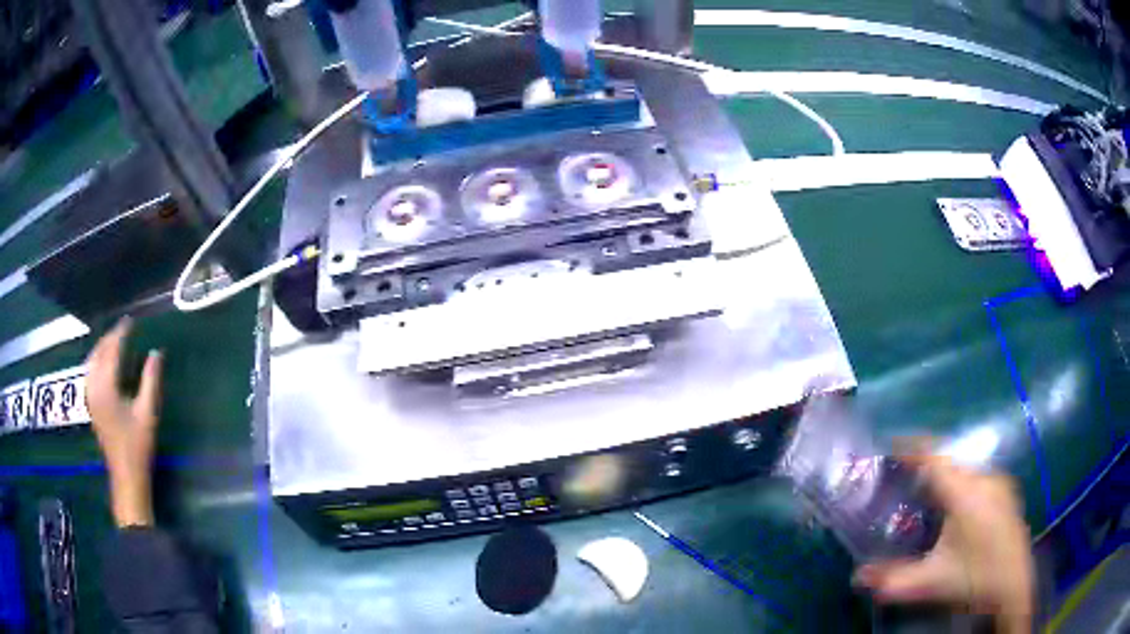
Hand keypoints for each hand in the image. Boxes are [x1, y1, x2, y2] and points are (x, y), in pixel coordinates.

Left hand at [86, 318, 162, 527]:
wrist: (126, 475)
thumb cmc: (138, 445)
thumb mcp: (148, 412)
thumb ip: (151, 380)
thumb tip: (156, 353)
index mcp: (106, 386)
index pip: (112, 349)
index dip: (121, 333)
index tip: (131, 320)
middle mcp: (94, 386)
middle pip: (99, 352)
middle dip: (110, 337)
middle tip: (125, 327)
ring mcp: (90, 395)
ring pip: (92, 360)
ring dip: (102, 346)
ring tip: (115, 339)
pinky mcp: (91, 403)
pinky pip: (90, 371)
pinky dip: (97, 359)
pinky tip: (104, 361)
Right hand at [853, 452, 1033, 633]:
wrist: (1013, 586)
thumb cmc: (974, 578)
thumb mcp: (931, 583)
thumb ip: (893, 579)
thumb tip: (858, 576)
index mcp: (966, 493)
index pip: (935, 457)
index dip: (912, 447)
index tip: (891, 443)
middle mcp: (985, 478)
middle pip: (950, 459)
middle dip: (926, 464)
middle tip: (904, 478)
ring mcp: (999, 483)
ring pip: (965, 468)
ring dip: (944, 475)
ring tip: (926, 493)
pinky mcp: (1007, 493)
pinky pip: (977, 476)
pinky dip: (960, 482)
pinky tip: (955, 508)